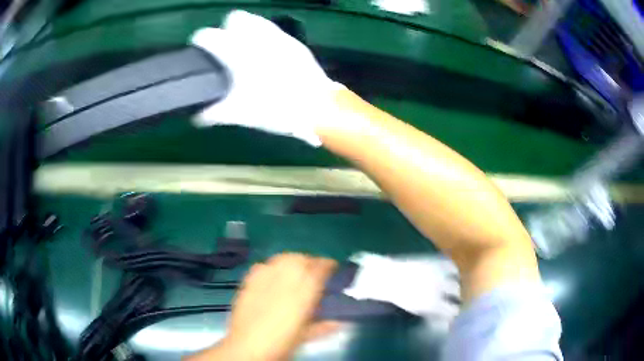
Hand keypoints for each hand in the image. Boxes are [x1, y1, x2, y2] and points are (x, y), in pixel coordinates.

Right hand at [191, 11, 343, 145]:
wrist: (318, 107)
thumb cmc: (277, 109)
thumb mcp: (242, 114)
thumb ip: (216, 112)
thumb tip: (197, 116)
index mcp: (239, 52)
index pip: (210, 35)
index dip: (201, 39)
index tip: (199, 47)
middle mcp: (258, 37)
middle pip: (235, 18)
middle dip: (227, 29)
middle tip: (226, 49)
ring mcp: (278, 36)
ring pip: (255, 20)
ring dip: (246, 29)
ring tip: (245, 49)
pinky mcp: (293, 41)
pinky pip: (272, 29)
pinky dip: (263, 35)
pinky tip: (265, 53)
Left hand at [201, 253, 338, 359]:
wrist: (247, 347)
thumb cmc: (282, 343)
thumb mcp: (306, 335)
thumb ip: (325, 325)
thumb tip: (340, 322)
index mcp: (304, 293)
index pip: (320, 268)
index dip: (328, 264)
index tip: (333, 267)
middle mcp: (285, 280)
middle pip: (300, 258)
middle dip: (310, 261)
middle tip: (314, 271)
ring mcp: (264, 278)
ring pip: (282, 258)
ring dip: (293, 261)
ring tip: (295, 270)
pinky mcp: (249, 280)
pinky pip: (264, 265)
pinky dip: (273, 266)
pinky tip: (273, 275)